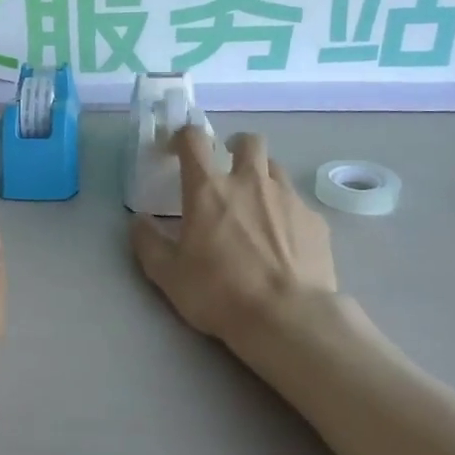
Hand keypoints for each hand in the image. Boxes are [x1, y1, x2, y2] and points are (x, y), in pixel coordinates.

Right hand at [131, 129, 337, 344]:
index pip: (193, 140)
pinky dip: (286, 211)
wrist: (287, 317)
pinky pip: (298, 203)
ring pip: (276, 167)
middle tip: (228, 168)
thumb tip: (139, 221)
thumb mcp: (168, 274)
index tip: (177, 148)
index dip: (183, 136)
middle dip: (236, 146)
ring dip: (263, 175)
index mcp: (208, 190)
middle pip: (249, 141)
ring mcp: (287, 198)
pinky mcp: (315, 220)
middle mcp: (250, 182)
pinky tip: (284, 240)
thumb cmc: (219, 293)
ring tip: (256, 203)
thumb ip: (148, 242)